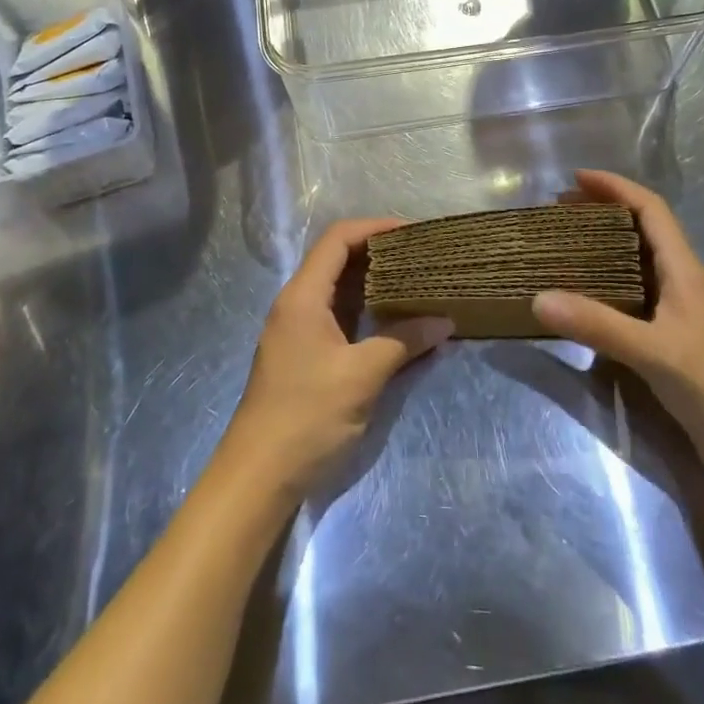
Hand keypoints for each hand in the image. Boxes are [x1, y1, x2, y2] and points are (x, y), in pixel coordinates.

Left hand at [219, 219, 452, 501]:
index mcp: (304, 296)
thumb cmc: (307, 416)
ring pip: (340, 289)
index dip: (375, 227)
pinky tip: (395, 318)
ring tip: (416, 280)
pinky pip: (339, 315)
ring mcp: (299, 329)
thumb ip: (403, 342)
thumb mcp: (361, 376)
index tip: (413, 231)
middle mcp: (298, 303)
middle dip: (380, 252)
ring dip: (375, 282)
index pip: (338, 239)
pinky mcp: (305, 353)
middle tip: (421, 255)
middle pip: (339, 259)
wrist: (258, 475)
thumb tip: (445, 321)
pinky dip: (367, 309)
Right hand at [531, 170, 703, 488]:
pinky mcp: (677, 341)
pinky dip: (610, 285)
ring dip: (605, 248)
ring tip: (566, 248)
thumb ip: (597, 325)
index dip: (616, 186)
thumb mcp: (654, 354)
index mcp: (686, 272)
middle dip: (603, 212)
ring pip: (640, 263)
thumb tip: (538, 298)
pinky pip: (637, 297)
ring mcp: (683, 313)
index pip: (651, 209)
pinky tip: (587, 302)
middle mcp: (685, 283)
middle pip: (644, 230)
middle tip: (560, 212)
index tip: (575, 178)